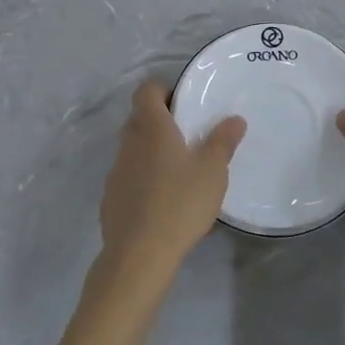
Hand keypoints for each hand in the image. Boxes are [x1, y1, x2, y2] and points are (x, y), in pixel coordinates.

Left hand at [99, 80, 245, 285]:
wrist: (139, 254)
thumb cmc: (180, 203)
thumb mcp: (213, 171)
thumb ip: (223, 141)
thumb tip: (235, 119)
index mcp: (152, 128)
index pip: (146, 90)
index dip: (163, 90)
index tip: (183, 103)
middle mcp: (129, 143)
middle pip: (139, 118)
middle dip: (160, 122)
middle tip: (188, 136)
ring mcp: (116, 171)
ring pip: (133, 149)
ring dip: (151, 152)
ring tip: (179, 172)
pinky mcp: (110, 198)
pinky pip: (128, 177)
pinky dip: (143, 180)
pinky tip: (163, 202)